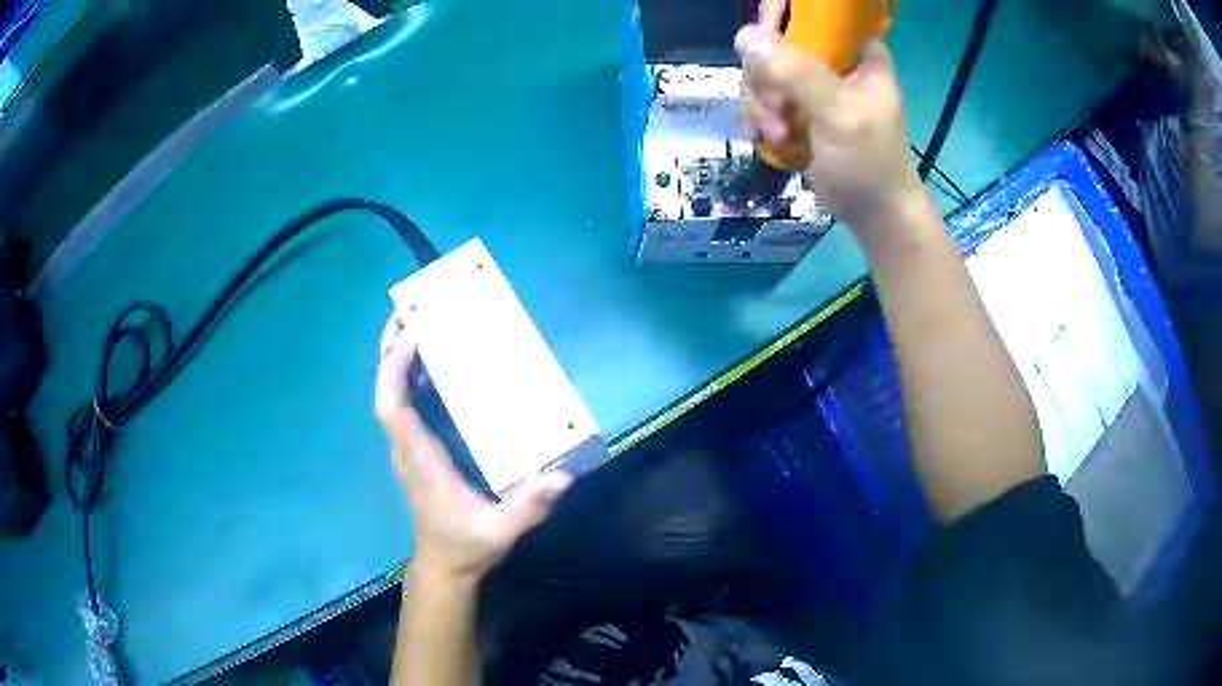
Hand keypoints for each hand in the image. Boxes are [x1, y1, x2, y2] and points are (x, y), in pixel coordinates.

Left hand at [375, 316, 572, 585]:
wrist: (445, 565)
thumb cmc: (466, 545)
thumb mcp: (500, 531)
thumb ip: (529, 507)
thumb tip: (562, 477)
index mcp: (420, 458)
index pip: (393, 408)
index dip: (395, 370)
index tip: (412, 335)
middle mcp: (406, 446)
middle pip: (386, 390)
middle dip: (390, 348)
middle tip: (407, 309)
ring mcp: (408, 447)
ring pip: (393, 393)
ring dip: (398, 357)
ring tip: (417, 322)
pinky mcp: (417, 449)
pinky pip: (405, 403)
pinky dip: (410, 376)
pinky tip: (431, 362)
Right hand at [735, 23, 923, 231]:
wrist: (874, 214)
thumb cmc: (869, 162)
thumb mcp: (839, 113)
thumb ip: (797, 72)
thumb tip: (744, 35)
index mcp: (855, 49)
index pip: (808, 15)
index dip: (777, 25)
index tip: (763, 55)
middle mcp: (832, 60)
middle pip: (775, 44)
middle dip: (766, 80)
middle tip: (778, 109)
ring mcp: (812, 85)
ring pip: (762, 74)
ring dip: (761, 105)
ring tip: (778, 133)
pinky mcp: (798, 108)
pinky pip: (762, 98)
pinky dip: (761, 119)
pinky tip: (772, 139)